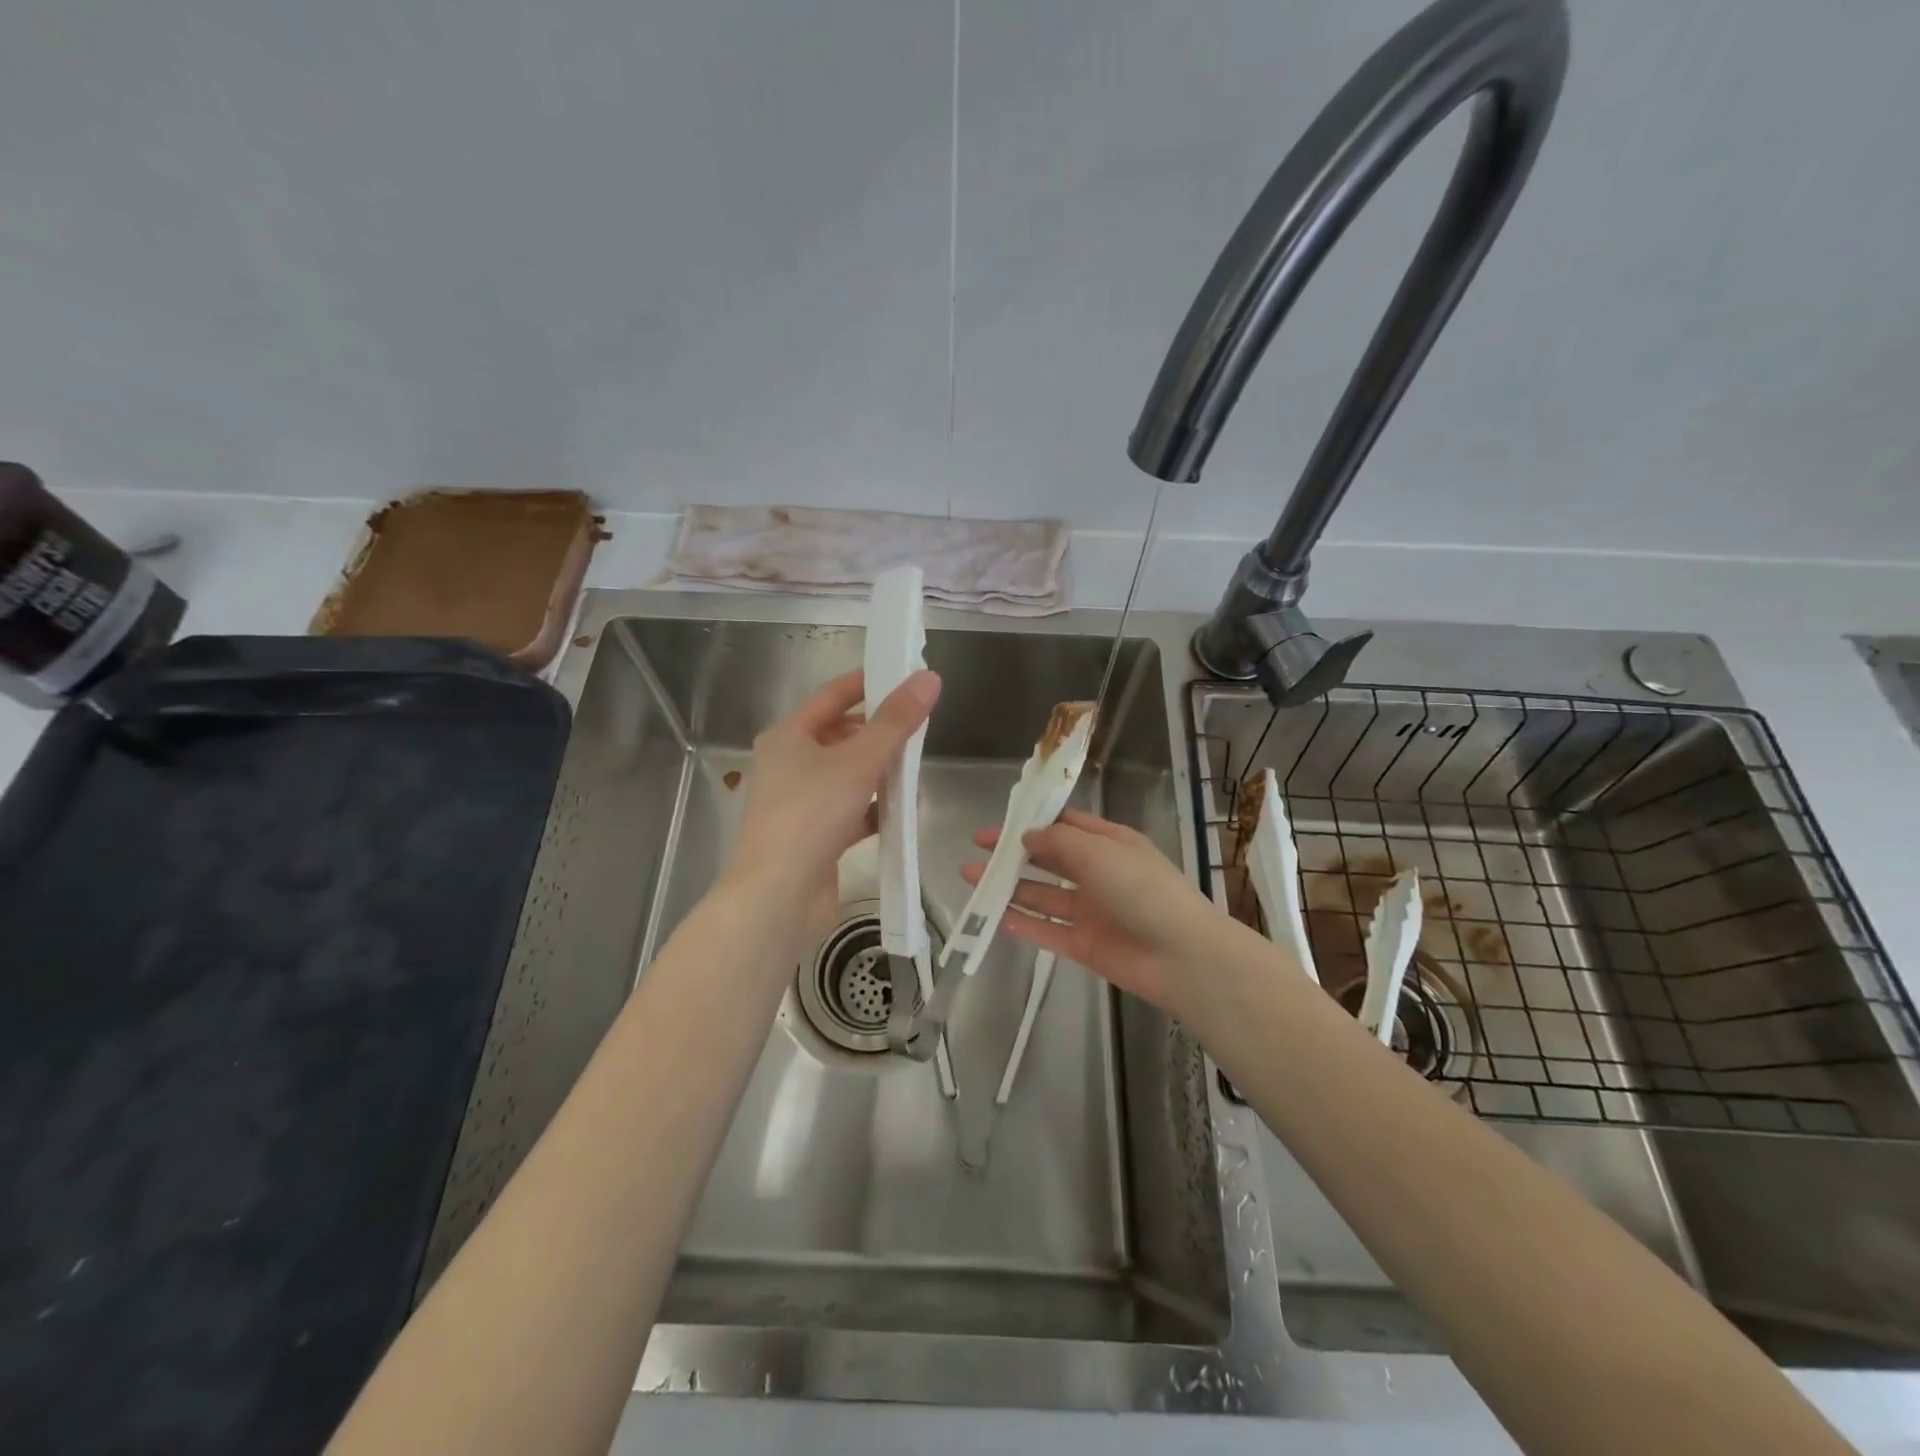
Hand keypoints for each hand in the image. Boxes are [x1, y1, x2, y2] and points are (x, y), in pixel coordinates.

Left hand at [722, 667, 940, 934]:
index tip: (904, 675)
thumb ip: (896, 721)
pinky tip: (903, 812)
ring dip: (880, 772)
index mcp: (788, 736)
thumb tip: (929, 678)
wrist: (777, 896)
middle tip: (919, 727)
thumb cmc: (812, 814)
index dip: (868, 683)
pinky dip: (875, 809)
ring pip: (848, 776)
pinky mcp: (813, 837)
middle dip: (879, 732)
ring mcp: (800, 803)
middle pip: (841, 736)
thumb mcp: (859, 761)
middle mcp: (789, 764)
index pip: (832, 696)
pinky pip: (850, 811)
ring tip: (916, 769)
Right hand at [961, 809, 1220, 1014]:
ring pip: (1042, 895)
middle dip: (1014, 853)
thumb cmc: (1142, 889)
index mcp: (1110, 843)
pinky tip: (993, 915)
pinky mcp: (1084, 945)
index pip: (1067, 825)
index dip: (1033, 821)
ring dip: (1009, 886)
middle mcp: (1099, 874)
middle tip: (977, 849)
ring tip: (972, 877)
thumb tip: (1027, 836)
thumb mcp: (1099, 851)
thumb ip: (1057, 841)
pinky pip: (1046, 930)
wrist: (1181, 956)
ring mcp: (1091, 911)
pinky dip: (1021, 923)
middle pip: (1049, 859)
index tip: (1000, 822)